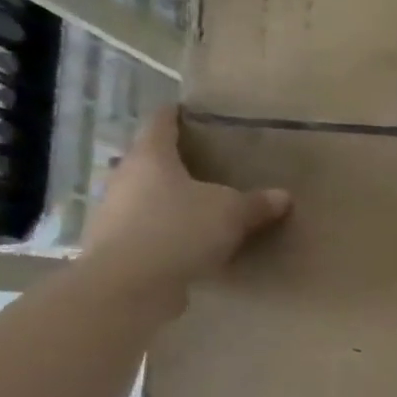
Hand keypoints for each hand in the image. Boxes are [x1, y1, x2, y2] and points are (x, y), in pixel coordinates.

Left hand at [82, 107, 289, 299]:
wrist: (128, 286)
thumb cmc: (179, 229)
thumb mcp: (231, 213)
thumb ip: (256, 203)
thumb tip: (283, 196)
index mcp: (150, 158)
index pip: (160, 124)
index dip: (174, 115)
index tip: (185, 110)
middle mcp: (124, 179)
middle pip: (146, 161)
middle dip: (170, 162)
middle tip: (198, 164)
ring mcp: (113, 215)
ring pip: (142, 197)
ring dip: (163, 200)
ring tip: (194, 207)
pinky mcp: (114, 249)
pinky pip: (143, 232)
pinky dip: (161, 233)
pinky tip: (184, 245)